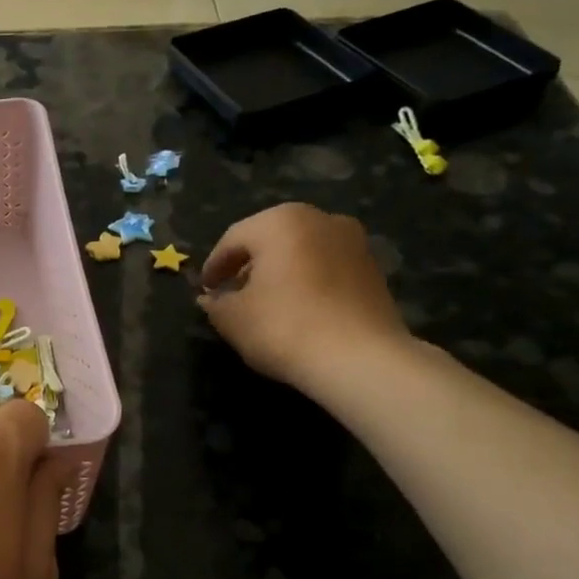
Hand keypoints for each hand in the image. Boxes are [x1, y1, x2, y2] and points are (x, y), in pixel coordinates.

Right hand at [198, 203, 410, 392]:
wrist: (359, 358)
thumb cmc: (283, 327)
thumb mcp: (232, 318)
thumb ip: (215, 303)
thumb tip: (211, 298)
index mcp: (280, 222)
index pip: (233, 239)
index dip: (214, 266)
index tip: (205, 289)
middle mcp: (320, 220)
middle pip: (270, 239)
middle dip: (248, 264)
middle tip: (231, 292)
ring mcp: (353, 242)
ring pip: (301, 251)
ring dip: (279, 271)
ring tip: (265, 302)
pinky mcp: (373, 268)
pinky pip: (326, 267)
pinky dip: (307, 281)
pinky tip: (297, 309)